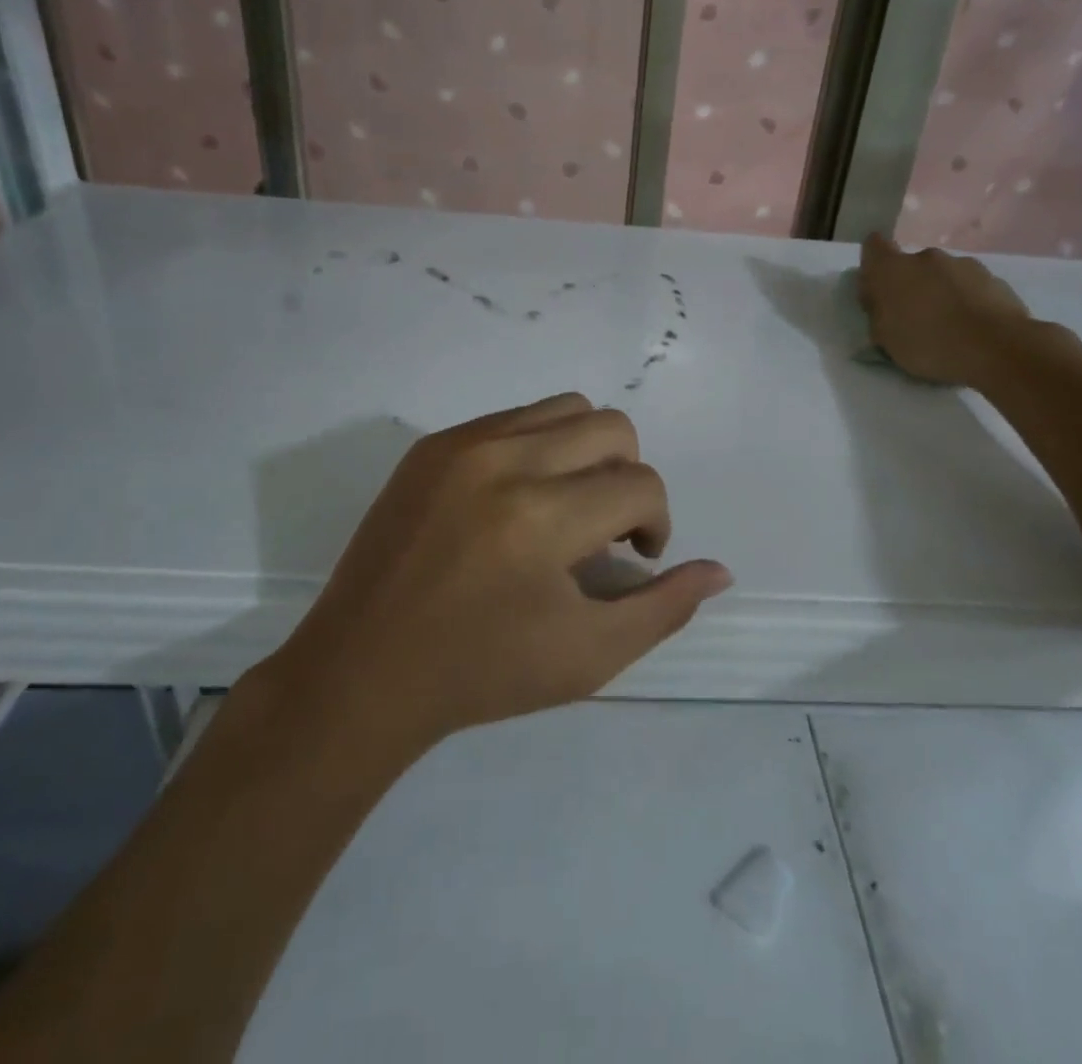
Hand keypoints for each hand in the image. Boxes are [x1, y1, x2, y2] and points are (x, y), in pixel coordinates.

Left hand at [271, 394, 730, 749]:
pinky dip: (540, 448)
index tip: (635, 558)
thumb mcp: (588, 656)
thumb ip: (664, 608)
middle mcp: (502, 460)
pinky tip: (520, 501)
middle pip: (612, 426)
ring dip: (588, 452)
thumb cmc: (482, 674)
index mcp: (540, 517)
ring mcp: (461, 444)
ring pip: (566, 408)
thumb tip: (719, 569)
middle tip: (606, 529)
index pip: (640, 485)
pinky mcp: (431, 445)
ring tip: (567, 507)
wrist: (362, 672)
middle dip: (628, 477)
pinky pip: (514, 418)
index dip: (655, 522)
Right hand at [857, 232, 1033, 385]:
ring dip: (940, 293)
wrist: (995, 347)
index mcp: (892, 269)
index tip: (877, 289)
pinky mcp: (993, 278)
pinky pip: (970, 287)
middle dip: (910, 286)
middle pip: (911, 265)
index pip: (873, 245)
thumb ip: (878, 313)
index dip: (873, 264)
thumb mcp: (885, 339)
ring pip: (943, 275)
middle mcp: (926, 257)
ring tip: (948, 327)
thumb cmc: (928, 344)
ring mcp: (963, 264)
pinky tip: (972, 328)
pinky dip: (967, 301)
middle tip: (914, 318)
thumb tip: (879, 301)